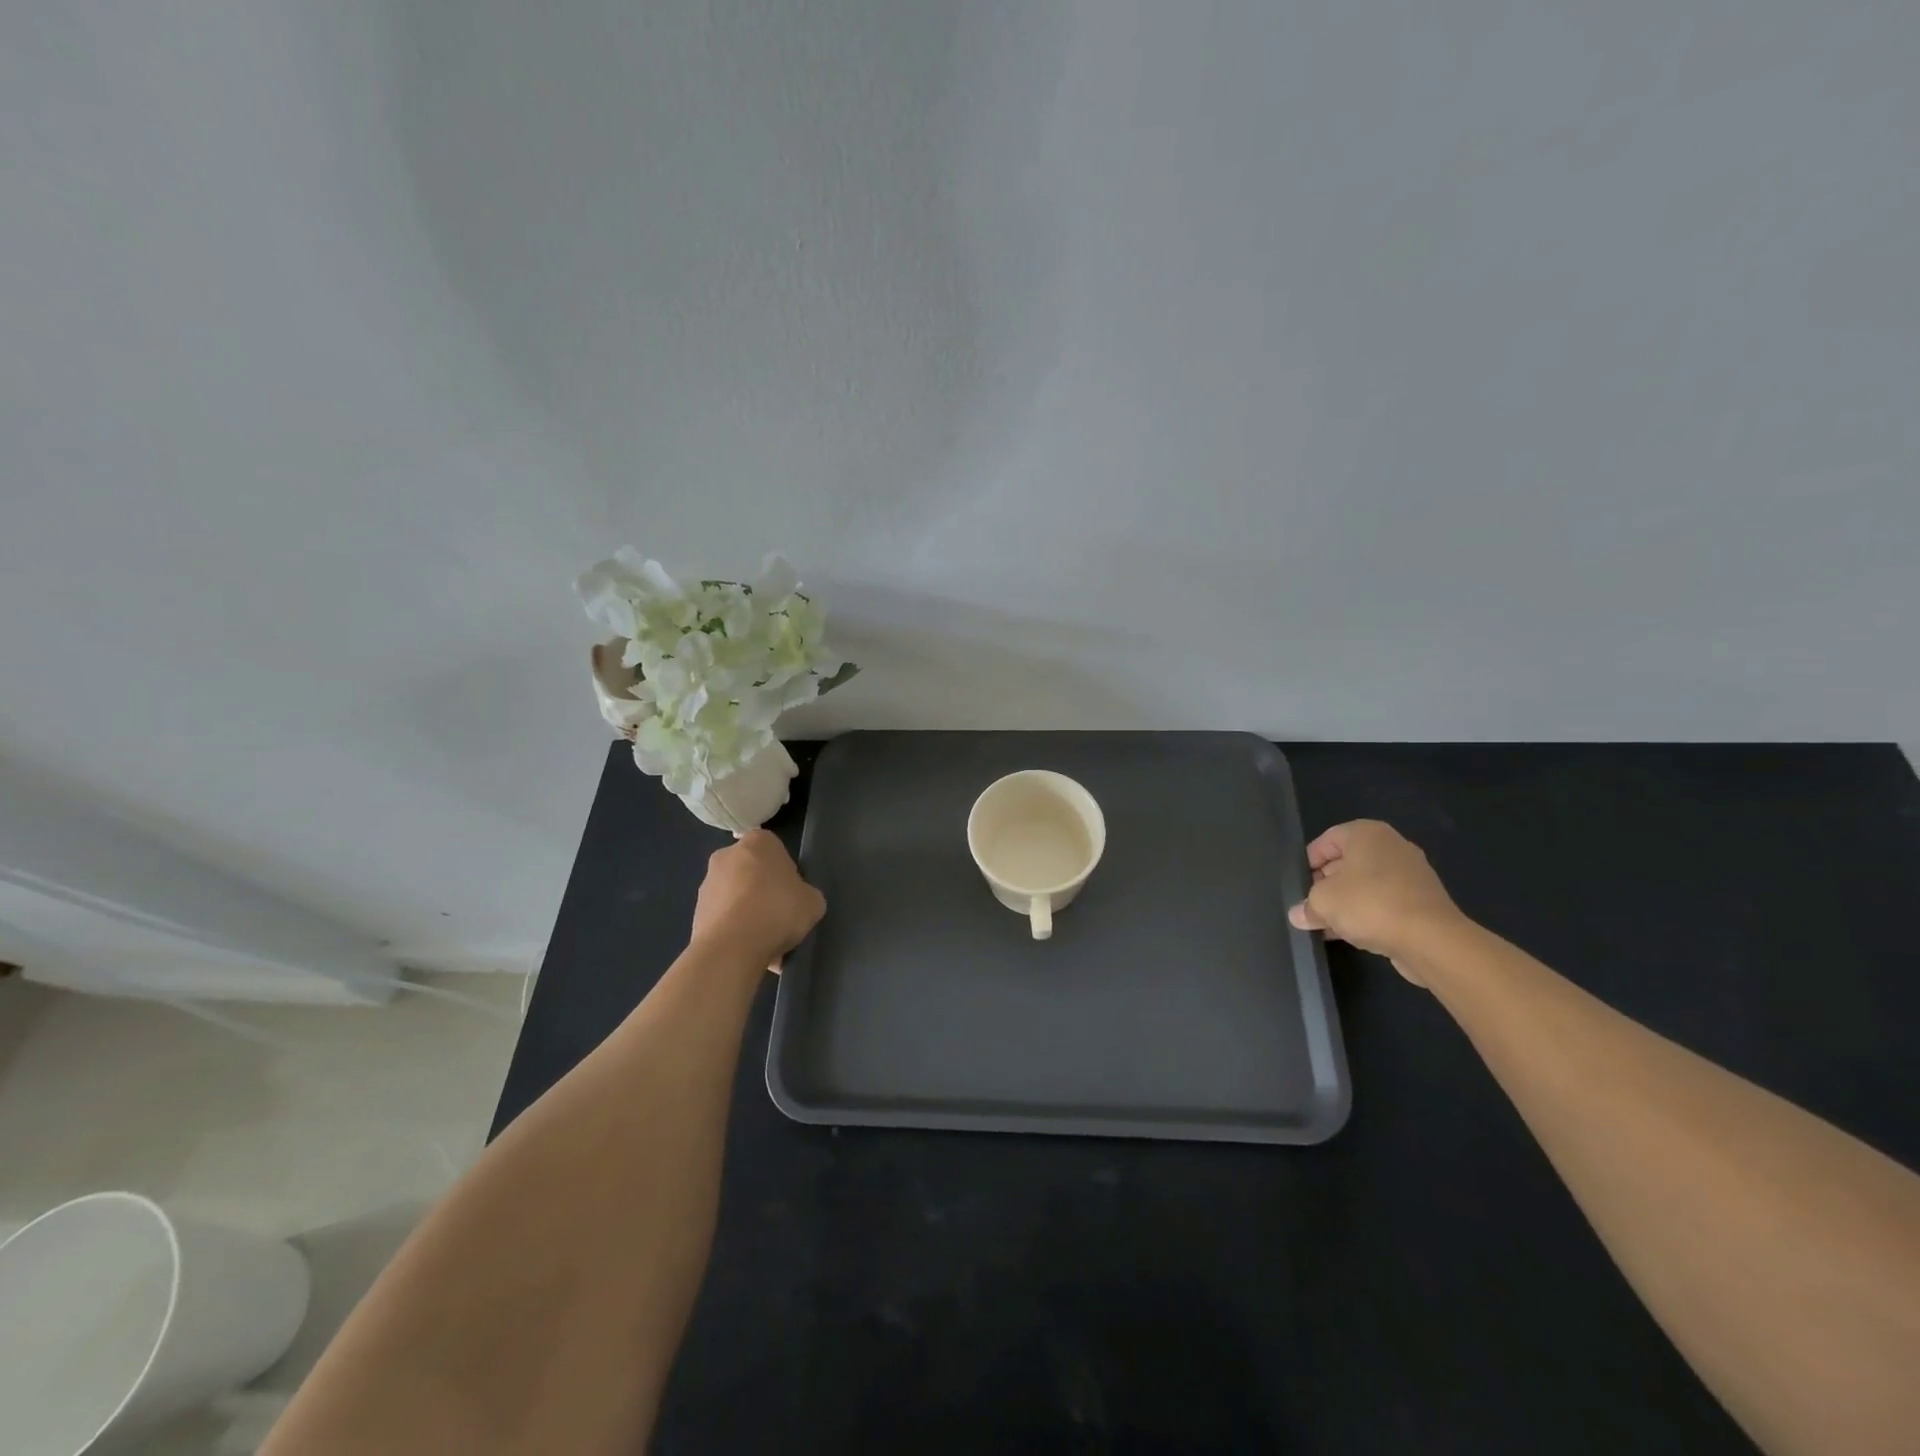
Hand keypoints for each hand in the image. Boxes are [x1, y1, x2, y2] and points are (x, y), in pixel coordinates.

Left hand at [690, 830, 825, 971]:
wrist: (731, 948)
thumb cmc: (777, 911)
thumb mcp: (813, 902)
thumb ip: (806, 894)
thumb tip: (797, 901)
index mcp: (758, 842)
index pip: (776, 850)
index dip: (786, 873)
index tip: (792, 894)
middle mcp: (727, 855)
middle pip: (752, 872)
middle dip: (764, 892)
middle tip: (779, 917)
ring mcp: (707, 884)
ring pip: (737, 897)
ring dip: (748, 914)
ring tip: (764, 943)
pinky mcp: (696, 912)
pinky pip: (724, 919)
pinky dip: (735, 931)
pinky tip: (748, 951)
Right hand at [1287, 820, 1463, 978]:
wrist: (1431, 940)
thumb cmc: (1369, 904)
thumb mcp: (1323, 902)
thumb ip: (1307, 906)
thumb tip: (1298, 915)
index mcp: (1367, 834)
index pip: (1327, 840)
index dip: (1308, 862)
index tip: (1299, 884)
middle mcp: (1392, 846)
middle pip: (1348, 862)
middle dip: (1327, 884)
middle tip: (1310, 905)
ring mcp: (1412, 874)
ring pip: (1367, 884)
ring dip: (1346, 902)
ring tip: (1326, 924)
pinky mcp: (1424, 901)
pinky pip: (1386, 902)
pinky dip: (1368, 913)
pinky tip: (1352, 934)